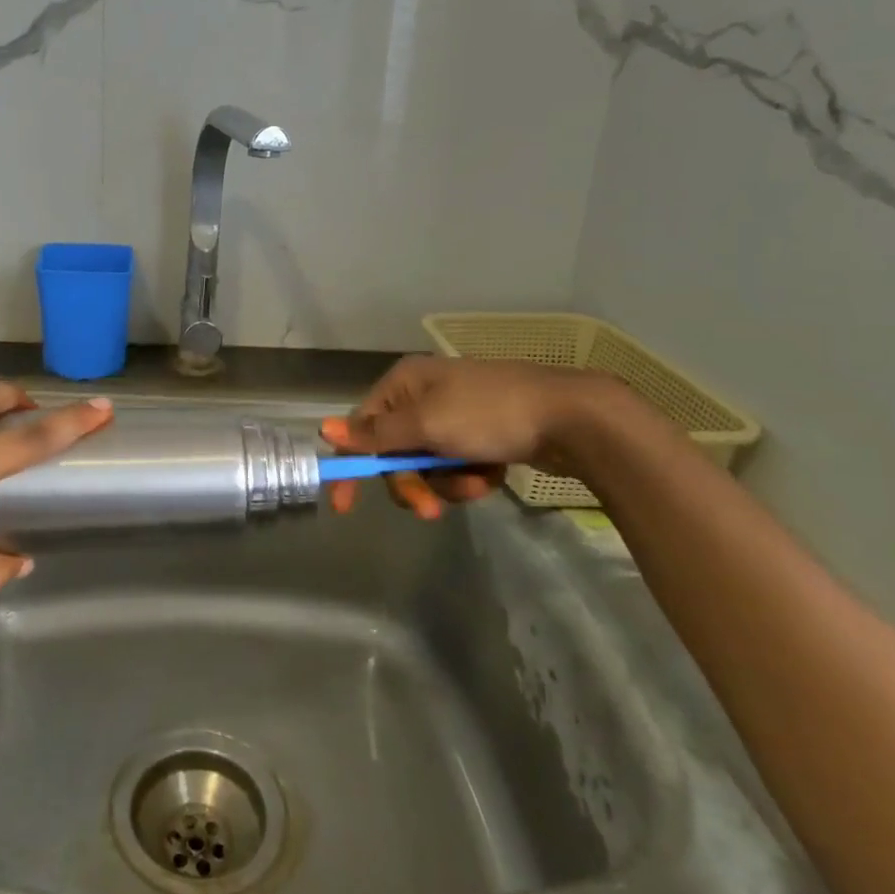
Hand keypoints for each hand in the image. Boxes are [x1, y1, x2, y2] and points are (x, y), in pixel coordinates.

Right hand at [321, 357, 589, 518]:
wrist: (571, 417)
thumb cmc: (489, 414)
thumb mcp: (426, 425)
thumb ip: (375, 434)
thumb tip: (323, 428)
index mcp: (404, 384)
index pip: (361, 427)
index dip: (352, 465)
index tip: (345, 506)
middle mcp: (423, 395)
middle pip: (395, 453)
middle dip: (413, 483)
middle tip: (430, 510)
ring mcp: (454, 415)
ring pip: (428, 466)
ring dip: (447, 483)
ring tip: (478, 482)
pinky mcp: (481, 435)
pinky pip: (457, 466)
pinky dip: (470, 477)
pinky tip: (492, 474)